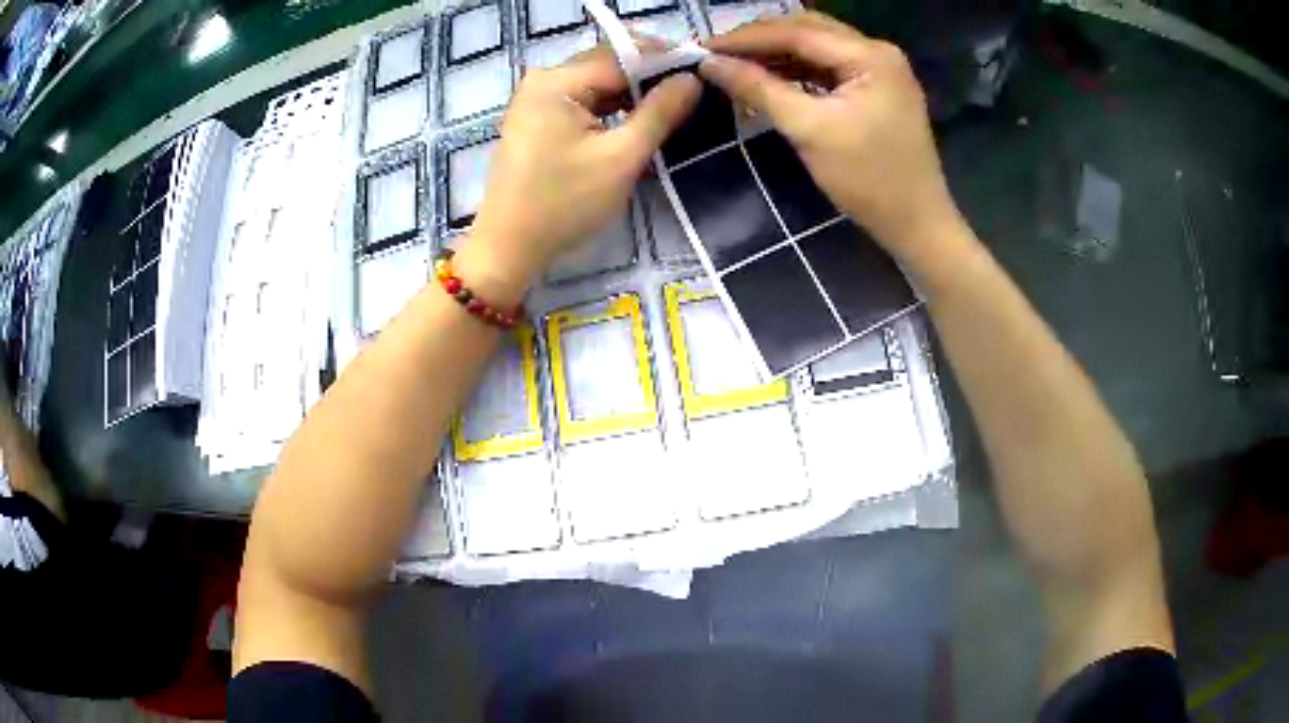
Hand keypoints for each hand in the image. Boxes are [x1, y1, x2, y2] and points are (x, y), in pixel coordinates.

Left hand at [456, 47, 700, 304]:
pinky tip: (637, 116)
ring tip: (672, 102)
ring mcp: (536, 99)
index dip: (665, 60)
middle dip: (649, 73)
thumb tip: (692, 79)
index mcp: (557, 82)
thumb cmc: (563, 204)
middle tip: (691, 88)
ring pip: (596, 82)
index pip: (621, 55)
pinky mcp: (536, 119)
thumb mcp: (621, 158)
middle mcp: (542, 80)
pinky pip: (582, 100)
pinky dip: (611, 105)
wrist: (508, 247)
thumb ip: (659, 113)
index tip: (703, 70)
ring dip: (632, 90)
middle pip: (606, 63)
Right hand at [702, 13, 964, 257]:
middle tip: (717, 52)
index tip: (703, 47)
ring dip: (777, 52)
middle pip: (808, 30)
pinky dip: (798, 68)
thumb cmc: (868, 180)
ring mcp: (880, 69)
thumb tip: (710, 63)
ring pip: (818, 46)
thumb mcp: (809, 130)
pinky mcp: (878, 88)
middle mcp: (878, 51)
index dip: (746, 37)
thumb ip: (759, 89)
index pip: (797, 32)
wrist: (917, 224)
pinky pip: (829, 66)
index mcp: (869, 55)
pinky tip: (770, 75)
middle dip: (761, 38)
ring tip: (736, 62)